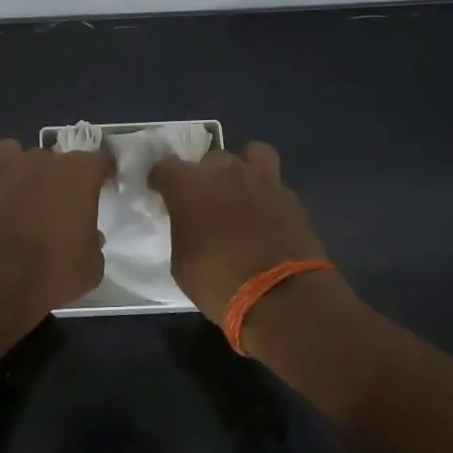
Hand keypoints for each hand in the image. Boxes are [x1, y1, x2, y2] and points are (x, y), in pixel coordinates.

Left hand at [0, 138, 112, 323]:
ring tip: (21, 196)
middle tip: (57, 204)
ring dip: (21, 171)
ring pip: (15, 154)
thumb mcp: (90, 266)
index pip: (99, 160)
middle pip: (54, 158)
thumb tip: (89, 237)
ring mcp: (4, 167)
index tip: (103, 186)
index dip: (102, 173)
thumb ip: (92, 242)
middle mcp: (41, 161)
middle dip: (58, 177)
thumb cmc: (51, 272)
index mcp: (77, 174)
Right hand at [148, 141, 327, 325]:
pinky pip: (274, 184)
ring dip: (243, 168)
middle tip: (204, 202)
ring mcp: (262, 180)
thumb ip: (183, 229)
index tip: (161, 193)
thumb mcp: (182, 261)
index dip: (162, 180)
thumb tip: (190, 225)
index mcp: (189, 185)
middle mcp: (225, 172)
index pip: (165, 167)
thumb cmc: (218, 282)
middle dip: (204, 177)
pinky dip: (266, 195)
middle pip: (209, 160)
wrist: (282, 297)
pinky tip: (265, 217)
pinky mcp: (291, 196)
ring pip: (251, 155)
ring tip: (241, 191)